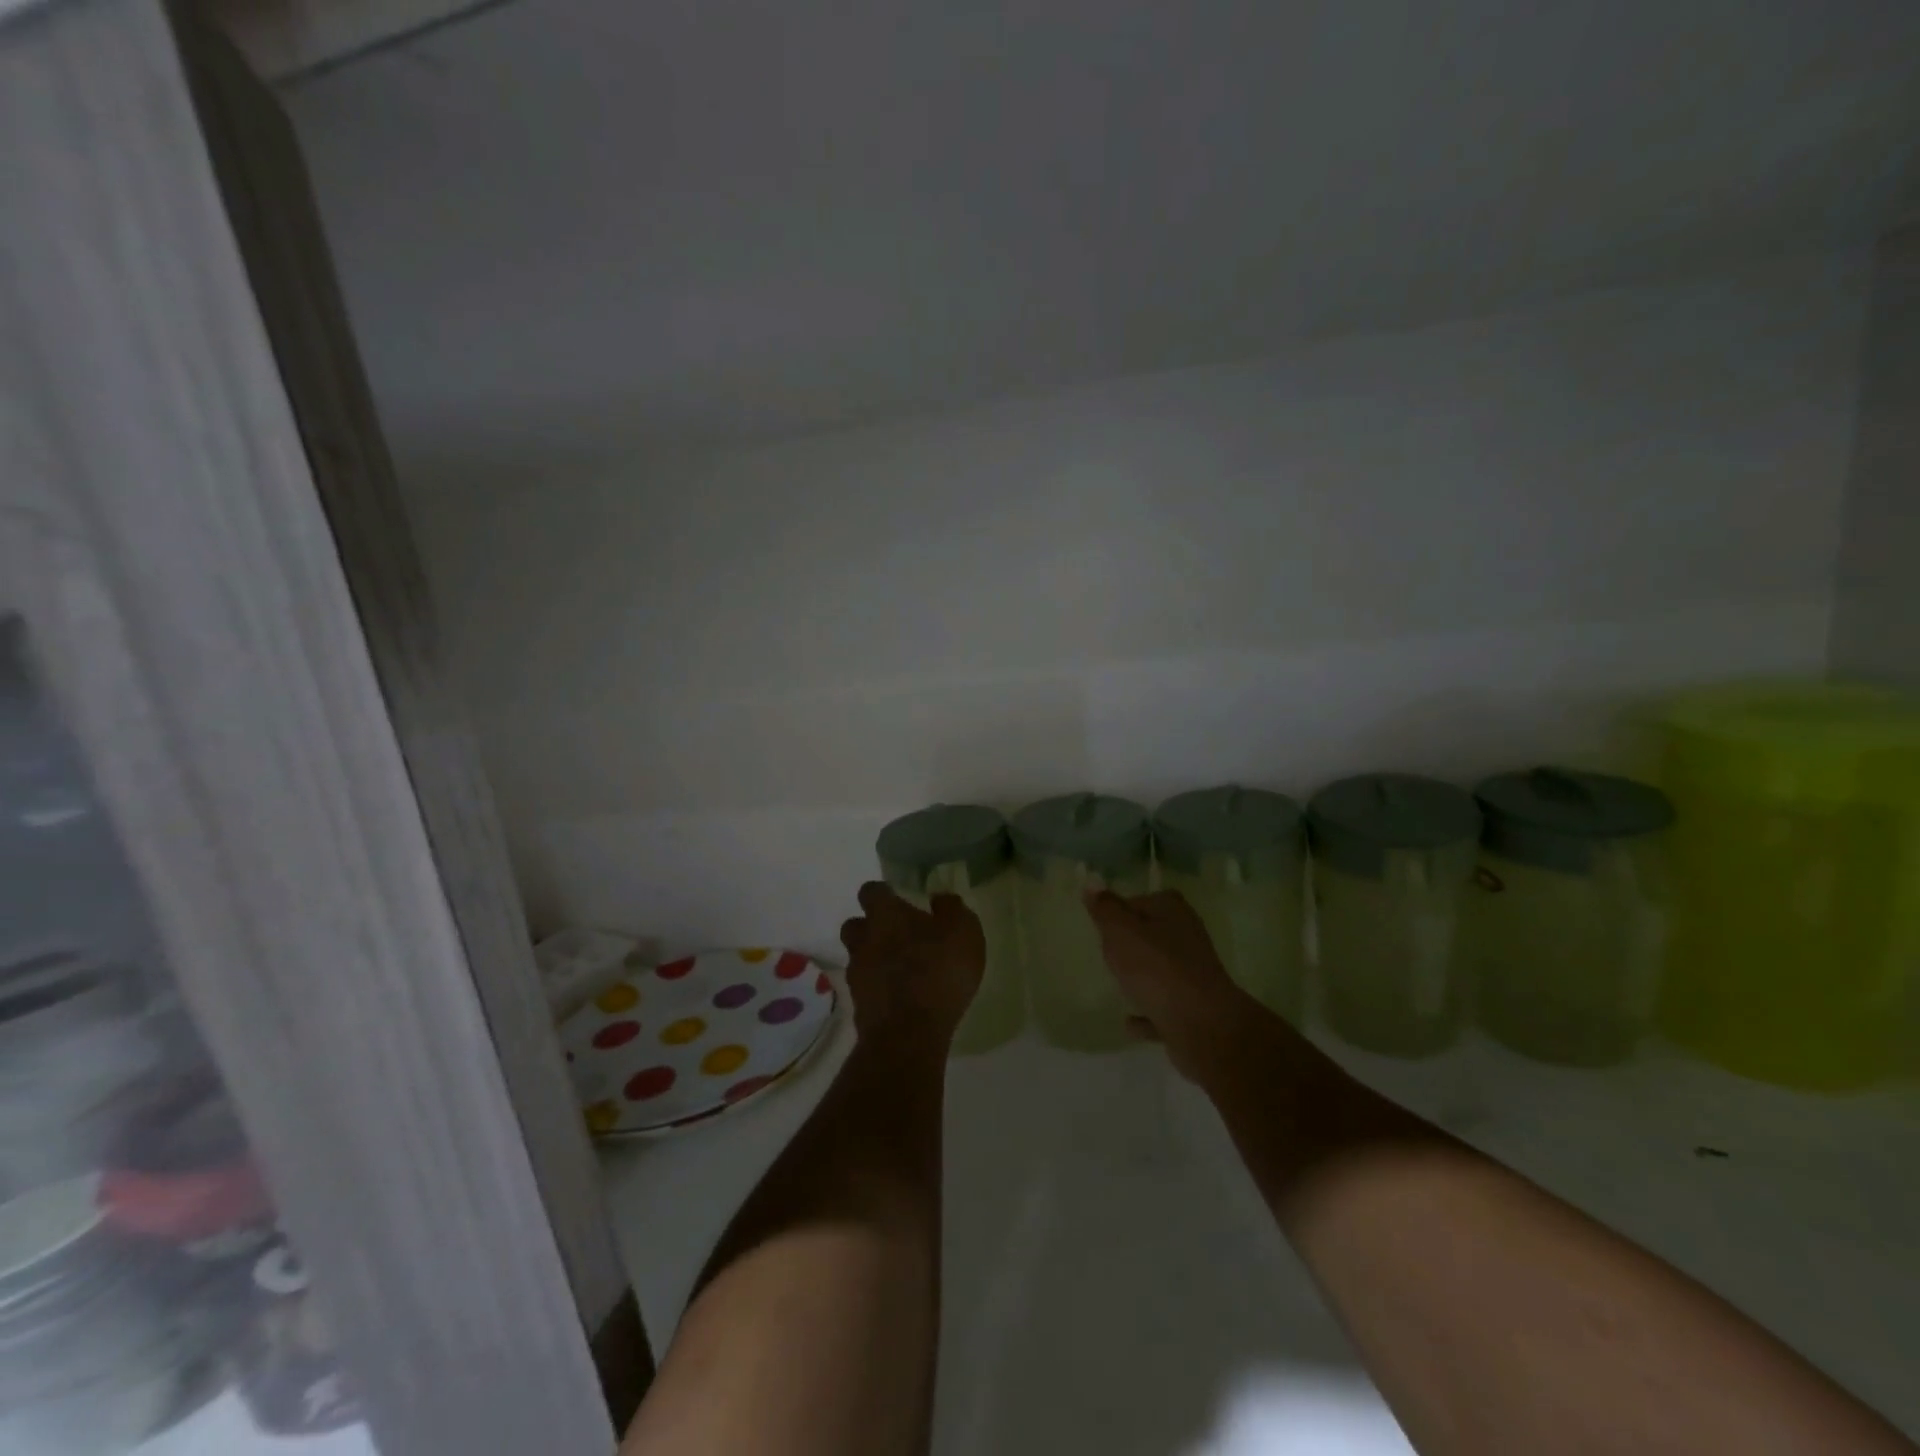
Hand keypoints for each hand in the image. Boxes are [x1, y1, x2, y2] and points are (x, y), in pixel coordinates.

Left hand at [839, 882, 984, 1046]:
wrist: (909, 1034)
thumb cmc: (938, 971)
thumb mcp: (962, 931)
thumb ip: (952, 909)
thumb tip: (940, 898)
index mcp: (885, 915)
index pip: (871, 891)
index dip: (883, 893)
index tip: (898, 898)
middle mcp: (863, 940)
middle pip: (855, 925)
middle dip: (870, 927)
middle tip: (896, 935)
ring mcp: (857, 975)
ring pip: (858, 958)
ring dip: (874, 959)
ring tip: (900, 969)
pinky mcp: (859, 1007)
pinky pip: (866, 988)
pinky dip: (879, 988)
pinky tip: (900, 996)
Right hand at [1084, 889, 1259, 1080]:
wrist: (1202, 1025)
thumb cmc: (1156, 968)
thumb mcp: (1121, 932)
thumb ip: (1105, 909)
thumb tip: (1093, 882)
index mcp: (1172, 911)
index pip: (1141, 900)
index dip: (1119, 911)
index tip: (1102, 926)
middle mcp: (1187, 936)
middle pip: (1153, 934)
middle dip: (1132, 943)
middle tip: (1107, 953)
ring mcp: (1194, 974)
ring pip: (1161, 970)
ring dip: (1143, 976)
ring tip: (1118, 983)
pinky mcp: (1194, 1008)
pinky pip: (1163, 1007)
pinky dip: (1148, 1011)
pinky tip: (1129, 1022)